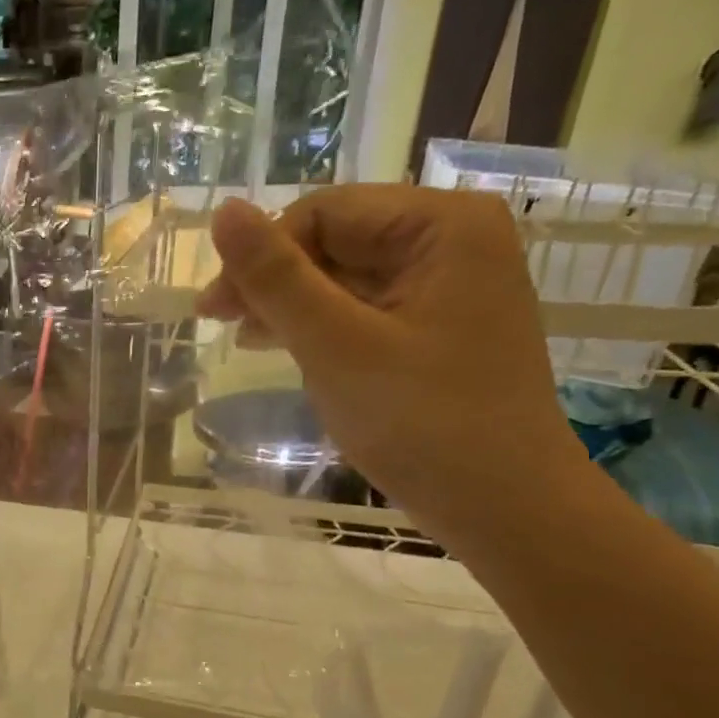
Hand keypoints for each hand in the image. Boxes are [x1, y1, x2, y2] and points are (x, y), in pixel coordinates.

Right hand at [199, 185, 588, 532]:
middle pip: (336, 239)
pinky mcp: (437, 326)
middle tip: (219, 324)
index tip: (213, 309)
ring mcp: (448, 286)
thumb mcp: (336, 345)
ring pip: (345, 275)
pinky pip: (364, 308)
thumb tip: (223, 210)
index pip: (325, 212)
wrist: (504, 507)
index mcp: (442, 225)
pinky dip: (321, 324)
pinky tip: (283, 345)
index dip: (261, 253)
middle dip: (274, 279)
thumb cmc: (422, 422)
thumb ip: (276, 277)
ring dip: (290, 303)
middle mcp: (452, 240)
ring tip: (244, 338)